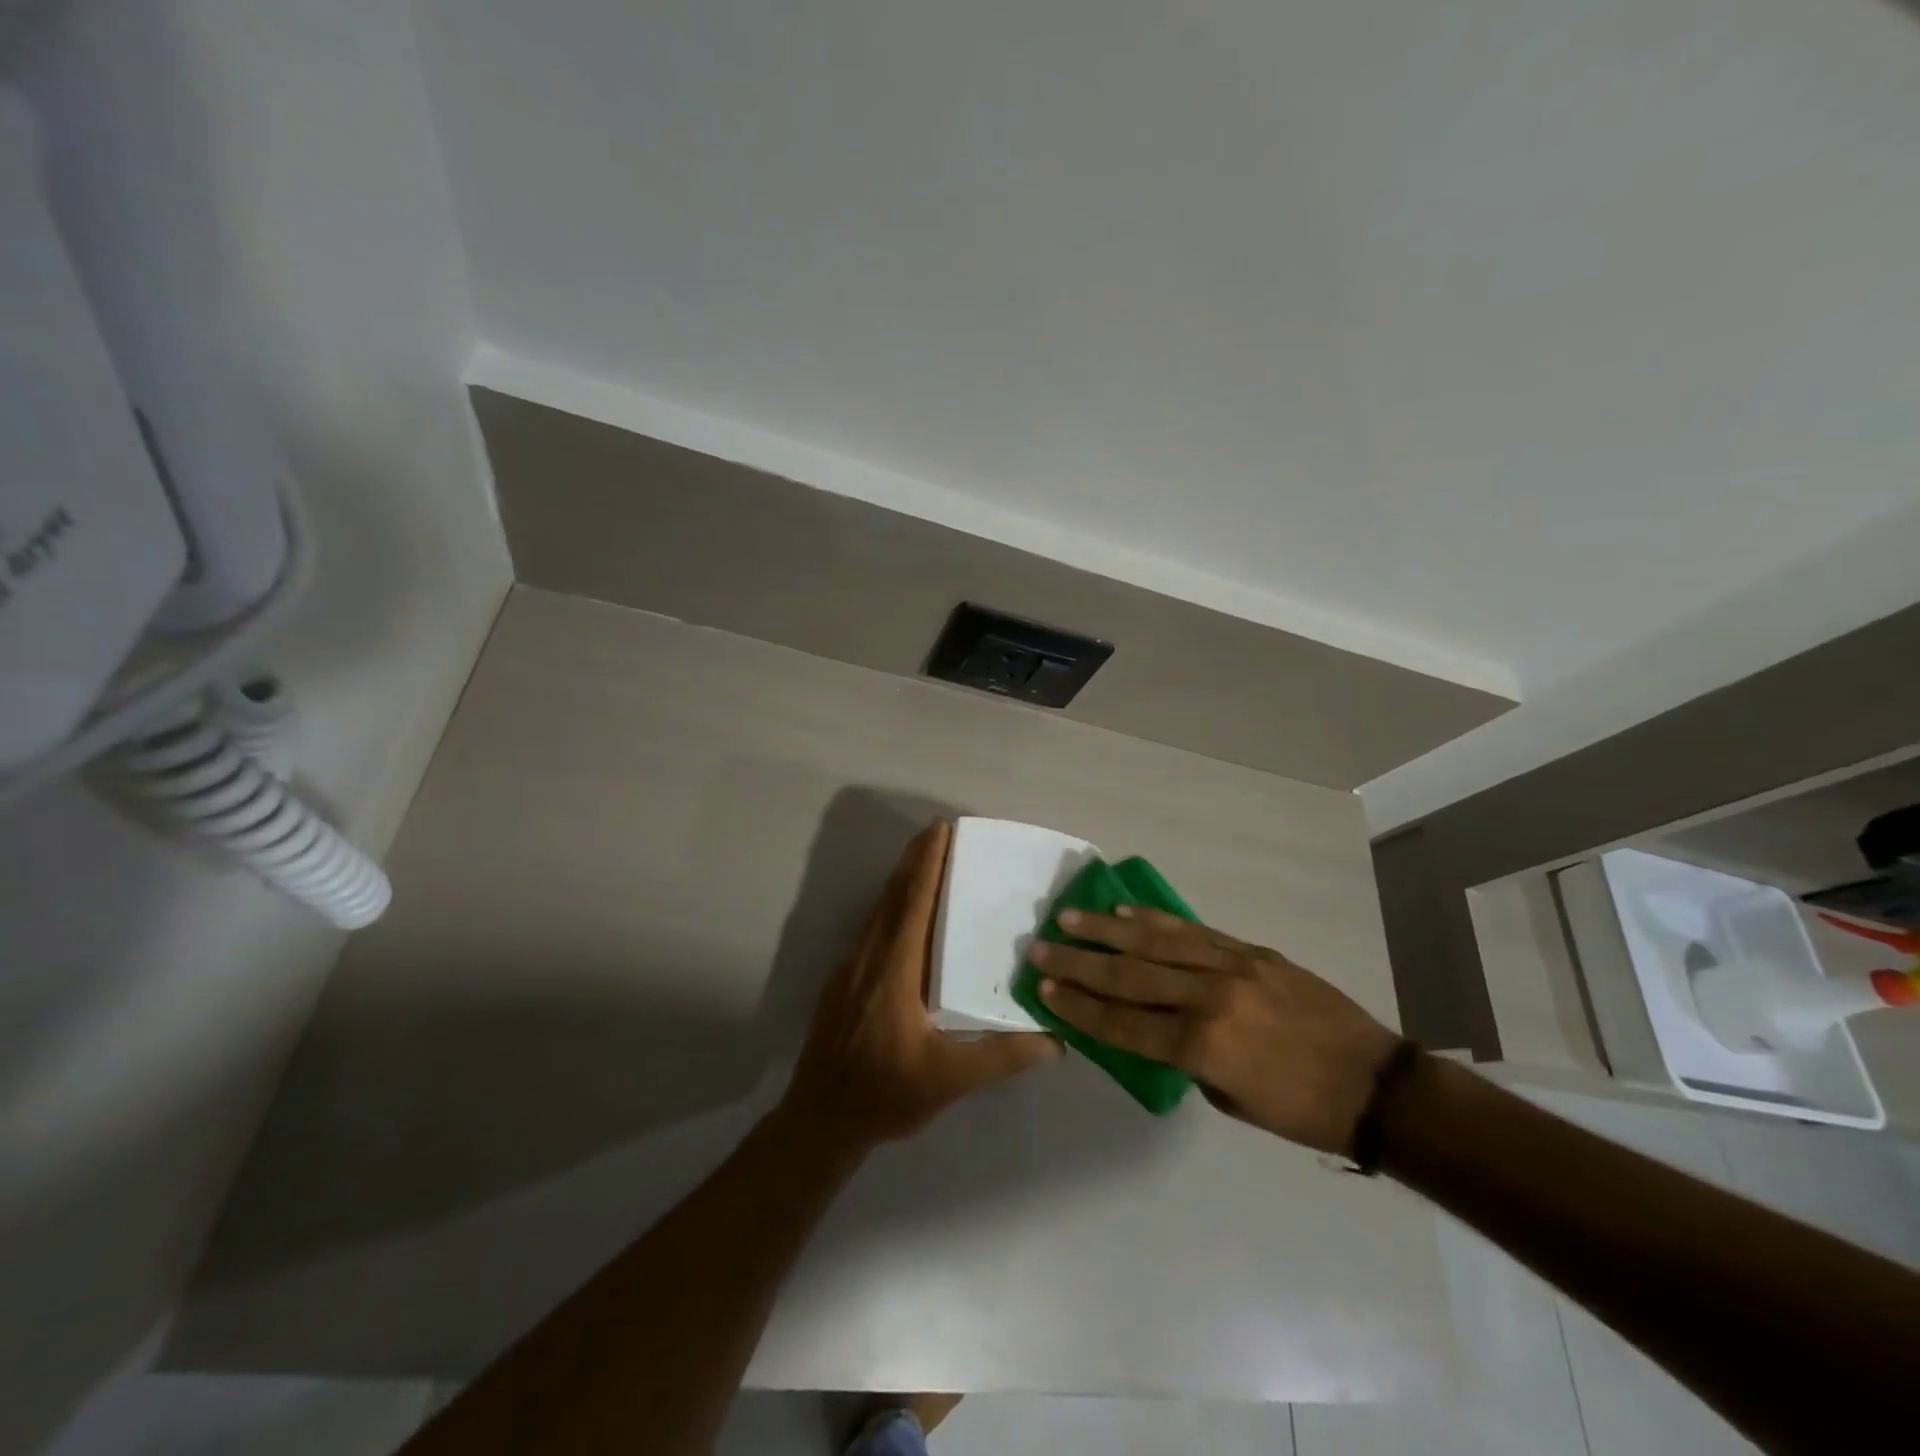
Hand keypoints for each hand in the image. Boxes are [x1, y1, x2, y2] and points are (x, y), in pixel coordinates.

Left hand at [781, 820, 1059, 1150]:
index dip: (927, 863)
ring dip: (902, 880)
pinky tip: (905, 917)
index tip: (941, 828)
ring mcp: (850, 967)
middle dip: (915, 859)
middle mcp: (870, 956)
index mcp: (895, 969)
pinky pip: (871, 928)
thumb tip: (1057, 1038)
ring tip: (926, 862)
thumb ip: (1003, 1056)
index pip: (913, 901)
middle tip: (939, 831)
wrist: (820, 1119)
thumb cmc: (886, 1093)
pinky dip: (891, 907)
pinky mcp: (841, 981)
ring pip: (878, 910)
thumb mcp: (950, 1079)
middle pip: (893, 895)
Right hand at [1030, 907, 1400, 1155]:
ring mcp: (1231, 967)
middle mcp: (1209, 997)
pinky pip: (1193, 931)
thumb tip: (1148, 1027)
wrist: (1374, 1083)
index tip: (1046, 990)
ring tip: (1068, 918)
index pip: (1125, 1023)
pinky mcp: (1250, 951)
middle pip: (1129, 976)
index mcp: (1203, 1046)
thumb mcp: (1230, 1098)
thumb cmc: (1299, 1109)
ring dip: (1105, 930)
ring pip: (1155, 943)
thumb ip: (1183, 1059)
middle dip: (1078, 964)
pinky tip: (1125, 913)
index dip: (1080, 1008)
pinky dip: (1154, 922)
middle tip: (1039, 948)